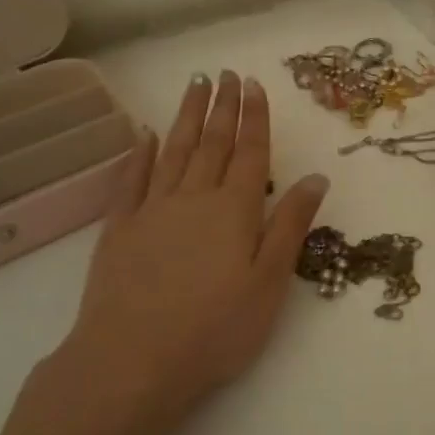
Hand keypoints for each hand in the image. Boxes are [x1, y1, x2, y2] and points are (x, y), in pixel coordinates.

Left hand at [35, 71, 330, 431]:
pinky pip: (131, 180)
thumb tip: (316, 178)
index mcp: (234, 210)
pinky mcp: (118, 230)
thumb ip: (291, 225)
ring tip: (194, 85)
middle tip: (225, 73)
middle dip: (222, 106)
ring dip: (186, 117)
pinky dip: (139, 154)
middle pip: (212, 142)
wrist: (132, 361)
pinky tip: (145, 135)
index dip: (254, 117)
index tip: (253, 84)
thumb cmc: (215, 328)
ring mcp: (152, 211)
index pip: (250, 152)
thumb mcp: (269, 282)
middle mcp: (193, 198)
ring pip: (173, 151)